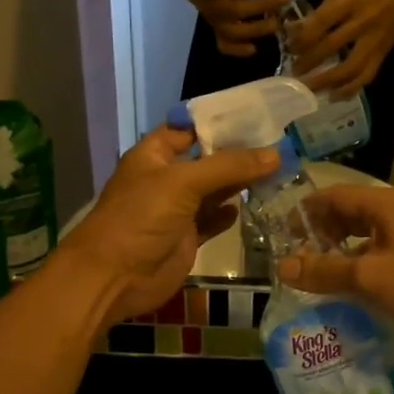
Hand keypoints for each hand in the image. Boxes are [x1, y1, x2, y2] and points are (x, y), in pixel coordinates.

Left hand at [63, 127, 277, 321]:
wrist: (113, 278)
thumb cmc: (140, 218)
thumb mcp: (183, 183)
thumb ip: (229, 167)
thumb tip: (276, 154)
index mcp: (155, 155)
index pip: (190, 128)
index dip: (220, 122)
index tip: (258, 115)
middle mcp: (166, 178)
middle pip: (208, 159)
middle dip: (238, 153)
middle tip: (280, 144)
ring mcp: (176, 209)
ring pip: (214, 190)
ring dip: (240, 183)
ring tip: (278, 171)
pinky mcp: (186, 237)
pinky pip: (213, 219)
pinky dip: (229, 213)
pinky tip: (252, 204)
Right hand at [177, 0, 289, 57]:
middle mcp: (205, 4)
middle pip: (232, 10)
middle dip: (261, 5)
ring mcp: (210, 20)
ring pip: (231, 31)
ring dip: (256, 29)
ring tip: (277, 23)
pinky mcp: (215, 30)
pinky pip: (223, 45)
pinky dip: (238, 50)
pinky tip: (255, 48)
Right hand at [275, 187, 393, 348]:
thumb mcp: (369, 277)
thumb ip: (324, 271)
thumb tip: (282, 268)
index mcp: (384, 205)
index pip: (333, 196)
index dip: (304, 212)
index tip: (280, 233)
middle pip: (347, 215)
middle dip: (319, 234)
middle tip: (293, 258)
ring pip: (363, 238)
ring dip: (338, 254)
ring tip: (313, 276)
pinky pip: (379, 256)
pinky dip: (359, 268)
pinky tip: (347, 290)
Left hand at [288, 0, 393, 96]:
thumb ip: (320, 13)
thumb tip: (295, 33)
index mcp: (351, 2)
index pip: (324, 20)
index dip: (305, 36)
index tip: (290, 48)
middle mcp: (363, 22)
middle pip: (333, 45)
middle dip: (310, 61)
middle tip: (294, 73)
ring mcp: (375, 40)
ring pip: (351, 66)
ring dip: (328, 81)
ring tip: (311, 90)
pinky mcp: (383, 54)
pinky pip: (366, 75)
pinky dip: (350, 89)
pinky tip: (334, 96)